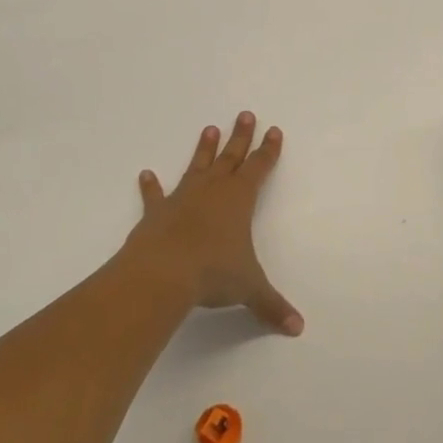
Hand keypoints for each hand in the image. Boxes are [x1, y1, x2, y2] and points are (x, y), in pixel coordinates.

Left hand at [120, 113, 303, 335]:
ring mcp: (182, 199)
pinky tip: (145, 174)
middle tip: (245, 114)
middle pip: (231, 157)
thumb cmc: (213, 273)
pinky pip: (155, 196)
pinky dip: (150, 186)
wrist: (162, 274)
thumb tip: (297, 328)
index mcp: (240, 200)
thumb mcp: (249, 289)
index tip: (273, 130)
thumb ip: (272, 306)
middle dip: (241, 137)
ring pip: (198, 167)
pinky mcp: (156, 214)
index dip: (268, 150)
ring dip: (204, 150)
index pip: (259, 168)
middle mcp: (213, 191)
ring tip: (209, 129)